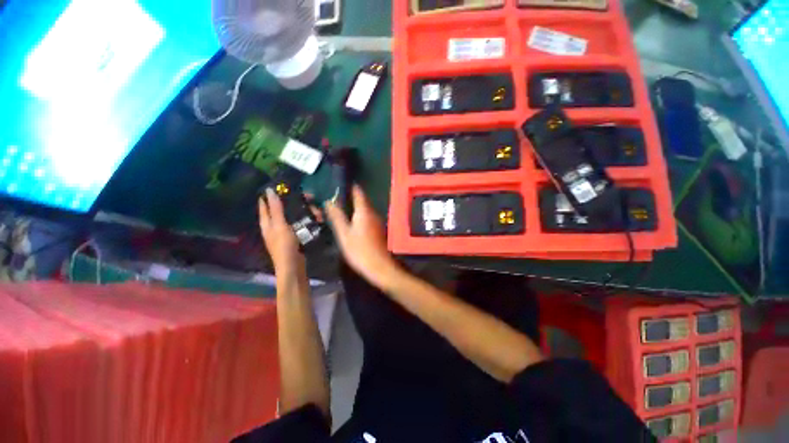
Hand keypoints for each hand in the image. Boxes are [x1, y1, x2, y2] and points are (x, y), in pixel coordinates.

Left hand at [258, 188, 304, 276]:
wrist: (293, 265)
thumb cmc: (284, 245)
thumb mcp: (280, 225)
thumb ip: (276, 209)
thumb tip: (269, 191)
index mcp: (267, 224)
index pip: (264, 207)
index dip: (267, 198)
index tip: (275, 186)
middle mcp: (274, 228)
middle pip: (278, 212)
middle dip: (288, 203)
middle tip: (300, 196)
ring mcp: (284, 233)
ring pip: (290, 218)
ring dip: (299, 212)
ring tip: (308, 206)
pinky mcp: (294, 238)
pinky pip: (298, 225)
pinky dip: (304, 220)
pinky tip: (311, 218)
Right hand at [325, 185, 400, 289]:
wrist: (379, 267)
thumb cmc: (360, 251)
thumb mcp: (344, 234)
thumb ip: (337, 217)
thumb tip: (329, 201)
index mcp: (364, 211)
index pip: (358, 192)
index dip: (348, 185)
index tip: (337, 182)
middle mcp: (372, 213)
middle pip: (360, 200)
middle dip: (348, 197)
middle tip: (332, 196)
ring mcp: (376, 221)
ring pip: (363, 209)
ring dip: (352, 207)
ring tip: (337, 207)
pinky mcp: (377, 229)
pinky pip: (365, 217)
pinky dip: (357, 215)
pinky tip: (348, 220)